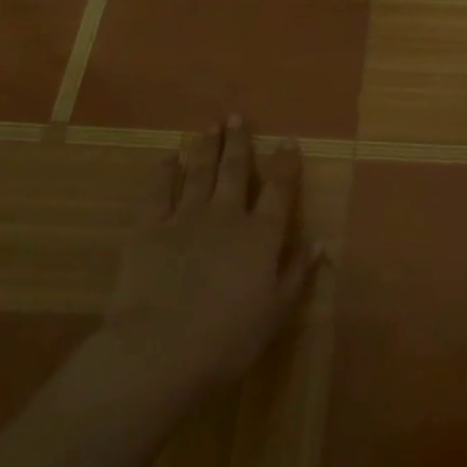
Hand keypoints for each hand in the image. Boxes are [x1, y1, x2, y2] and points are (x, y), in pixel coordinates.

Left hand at [97, 117, 323, 397]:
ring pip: (198, 173)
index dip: (285, 163)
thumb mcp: (275, 312)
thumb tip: (319, 241)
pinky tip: (167, 159)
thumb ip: (296, 272)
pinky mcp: (148, 229)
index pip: (279, 189)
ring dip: (205, 148)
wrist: (160, 350)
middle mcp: (226, 216)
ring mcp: (185, 218)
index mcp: (261, 235)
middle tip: (236, 117)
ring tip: (209, 126)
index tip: (287, 140)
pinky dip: (163, 173)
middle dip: (239, 142)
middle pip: (235, 171)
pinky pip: (156, 193)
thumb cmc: (227, 338)